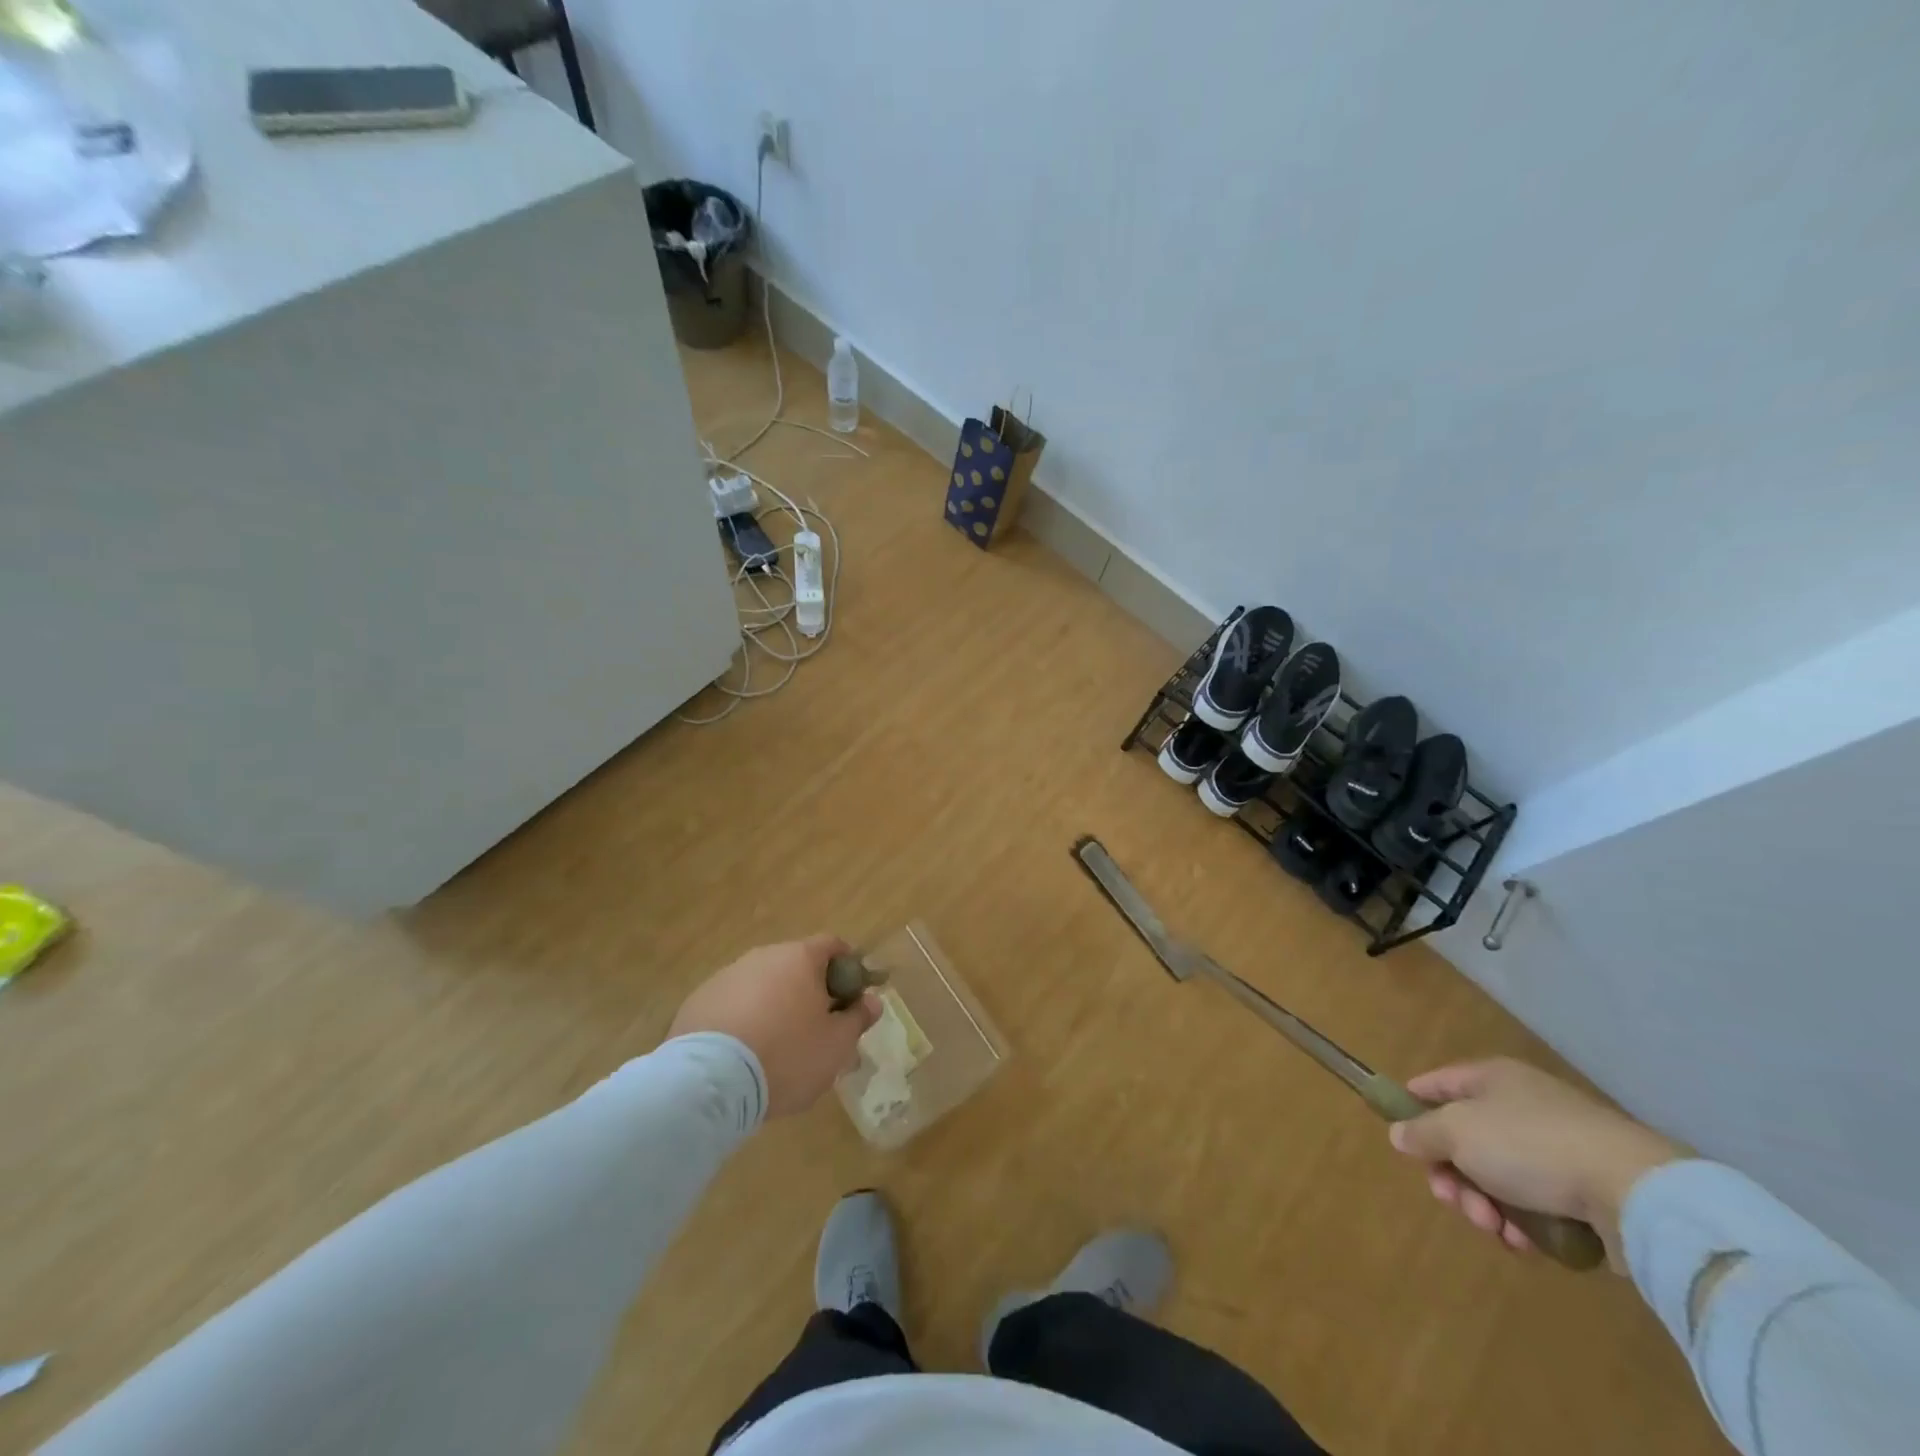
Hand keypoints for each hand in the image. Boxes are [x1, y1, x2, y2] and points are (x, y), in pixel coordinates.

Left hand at [669, 935, 880, 1117]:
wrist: (709, 1083)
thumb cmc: (786, 1056)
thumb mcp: (836, 1045)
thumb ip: (858, 1018)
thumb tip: (872, 1000)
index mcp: (800, 958)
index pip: (832, 945)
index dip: (847, 967)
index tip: (852, 996)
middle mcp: (763, 956)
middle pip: (795, 965)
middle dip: (810, 991)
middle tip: (817, 1028)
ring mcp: (727, 976)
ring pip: (762, 985)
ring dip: (774, 1005)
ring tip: (777, 1047)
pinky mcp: (698, 1001)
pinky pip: (732, 1004)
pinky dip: (743, 1020)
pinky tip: (743, 1055)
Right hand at [1387, 1057, 1683, 1268]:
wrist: (1634, 1193)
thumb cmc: (1529, 1145)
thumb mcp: (1457, 1131)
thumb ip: (1421, 1131)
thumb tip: (1399, 1134)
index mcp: (1492, 1079)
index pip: (1438, 1083)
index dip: (1413, 1104)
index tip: (1400, 1136)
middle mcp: (1522, 1106)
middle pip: (1465, 1138)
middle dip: (1451, 1175)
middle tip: (1452, 1200)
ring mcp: (1557, 1148)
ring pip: (1498, 1177)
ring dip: (1485, 1205)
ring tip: (1494, 1228)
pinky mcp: (1586, 1191)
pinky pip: (1536, 1205)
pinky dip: (1523, 1224)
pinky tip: (1525, 1242)